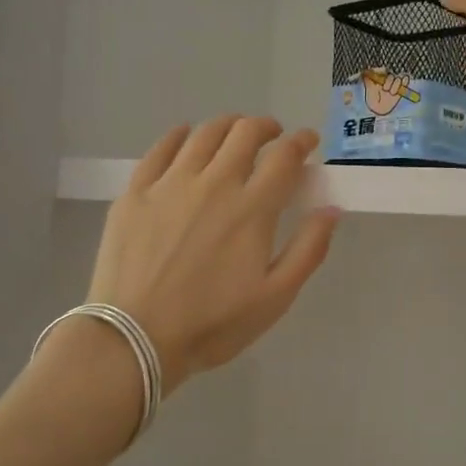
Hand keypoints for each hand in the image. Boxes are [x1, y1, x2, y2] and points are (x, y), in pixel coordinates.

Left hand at [85, 117, 338, 392]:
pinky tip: (185, 137)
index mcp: (252, 208)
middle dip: (266, 127)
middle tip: (273, 137)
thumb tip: (331, 209)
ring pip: (205, 134)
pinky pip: (161, 148)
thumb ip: (308, 249)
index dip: (301, 141)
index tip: (308, 142)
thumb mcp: (276, 297)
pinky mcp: (136, 192)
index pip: (285, 156)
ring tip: (234, 134)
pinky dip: (180, 135)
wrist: (134, 339)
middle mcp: (214, 183)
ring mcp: (170, 184)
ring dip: (228, 126)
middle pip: (244, 133)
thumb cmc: (213, 324)